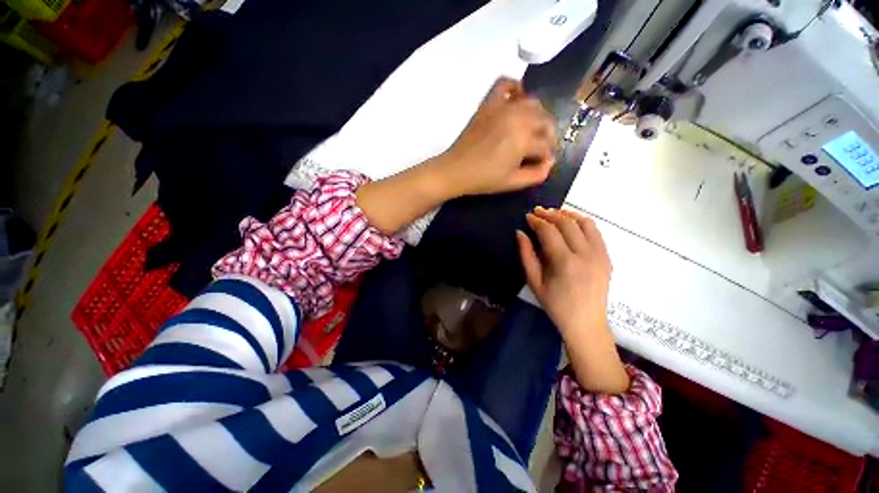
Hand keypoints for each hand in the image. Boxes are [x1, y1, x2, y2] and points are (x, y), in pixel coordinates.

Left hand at [435, 77, 555, 195]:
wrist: (455, 170)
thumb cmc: (483, 179)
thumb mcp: (513, 183)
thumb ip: (536, 174)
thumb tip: (550, 163)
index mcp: (524, 139)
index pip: (546, 146)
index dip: (546, 158)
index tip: (541, 165)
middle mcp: (518, 117)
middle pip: (545, 122)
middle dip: (547, 137)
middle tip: (539, 150)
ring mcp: (503, 107)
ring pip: (533, 103)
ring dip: (538, 116)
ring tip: (531, 131)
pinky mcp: (489, 103)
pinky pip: (506, 84)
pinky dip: (515, 88)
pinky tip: (517, 101)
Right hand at [517, 207, 629, 393]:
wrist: (585, 322)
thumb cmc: (555, 304)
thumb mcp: (534, 282)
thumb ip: (526, 255)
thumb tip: (520, 233)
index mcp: (564, 262)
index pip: (549, 231)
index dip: (537, 221)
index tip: (528, 217)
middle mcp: (585, 254)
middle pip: (566, 223)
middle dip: (550, 214)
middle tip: (538, 212)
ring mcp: (600, 254)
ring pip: (584, 223)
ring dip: (567, 215)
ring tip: (554, 214)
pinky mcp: (607, 257)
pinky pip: (595, 231)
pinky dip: (582, 222)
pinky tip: (571, 223)